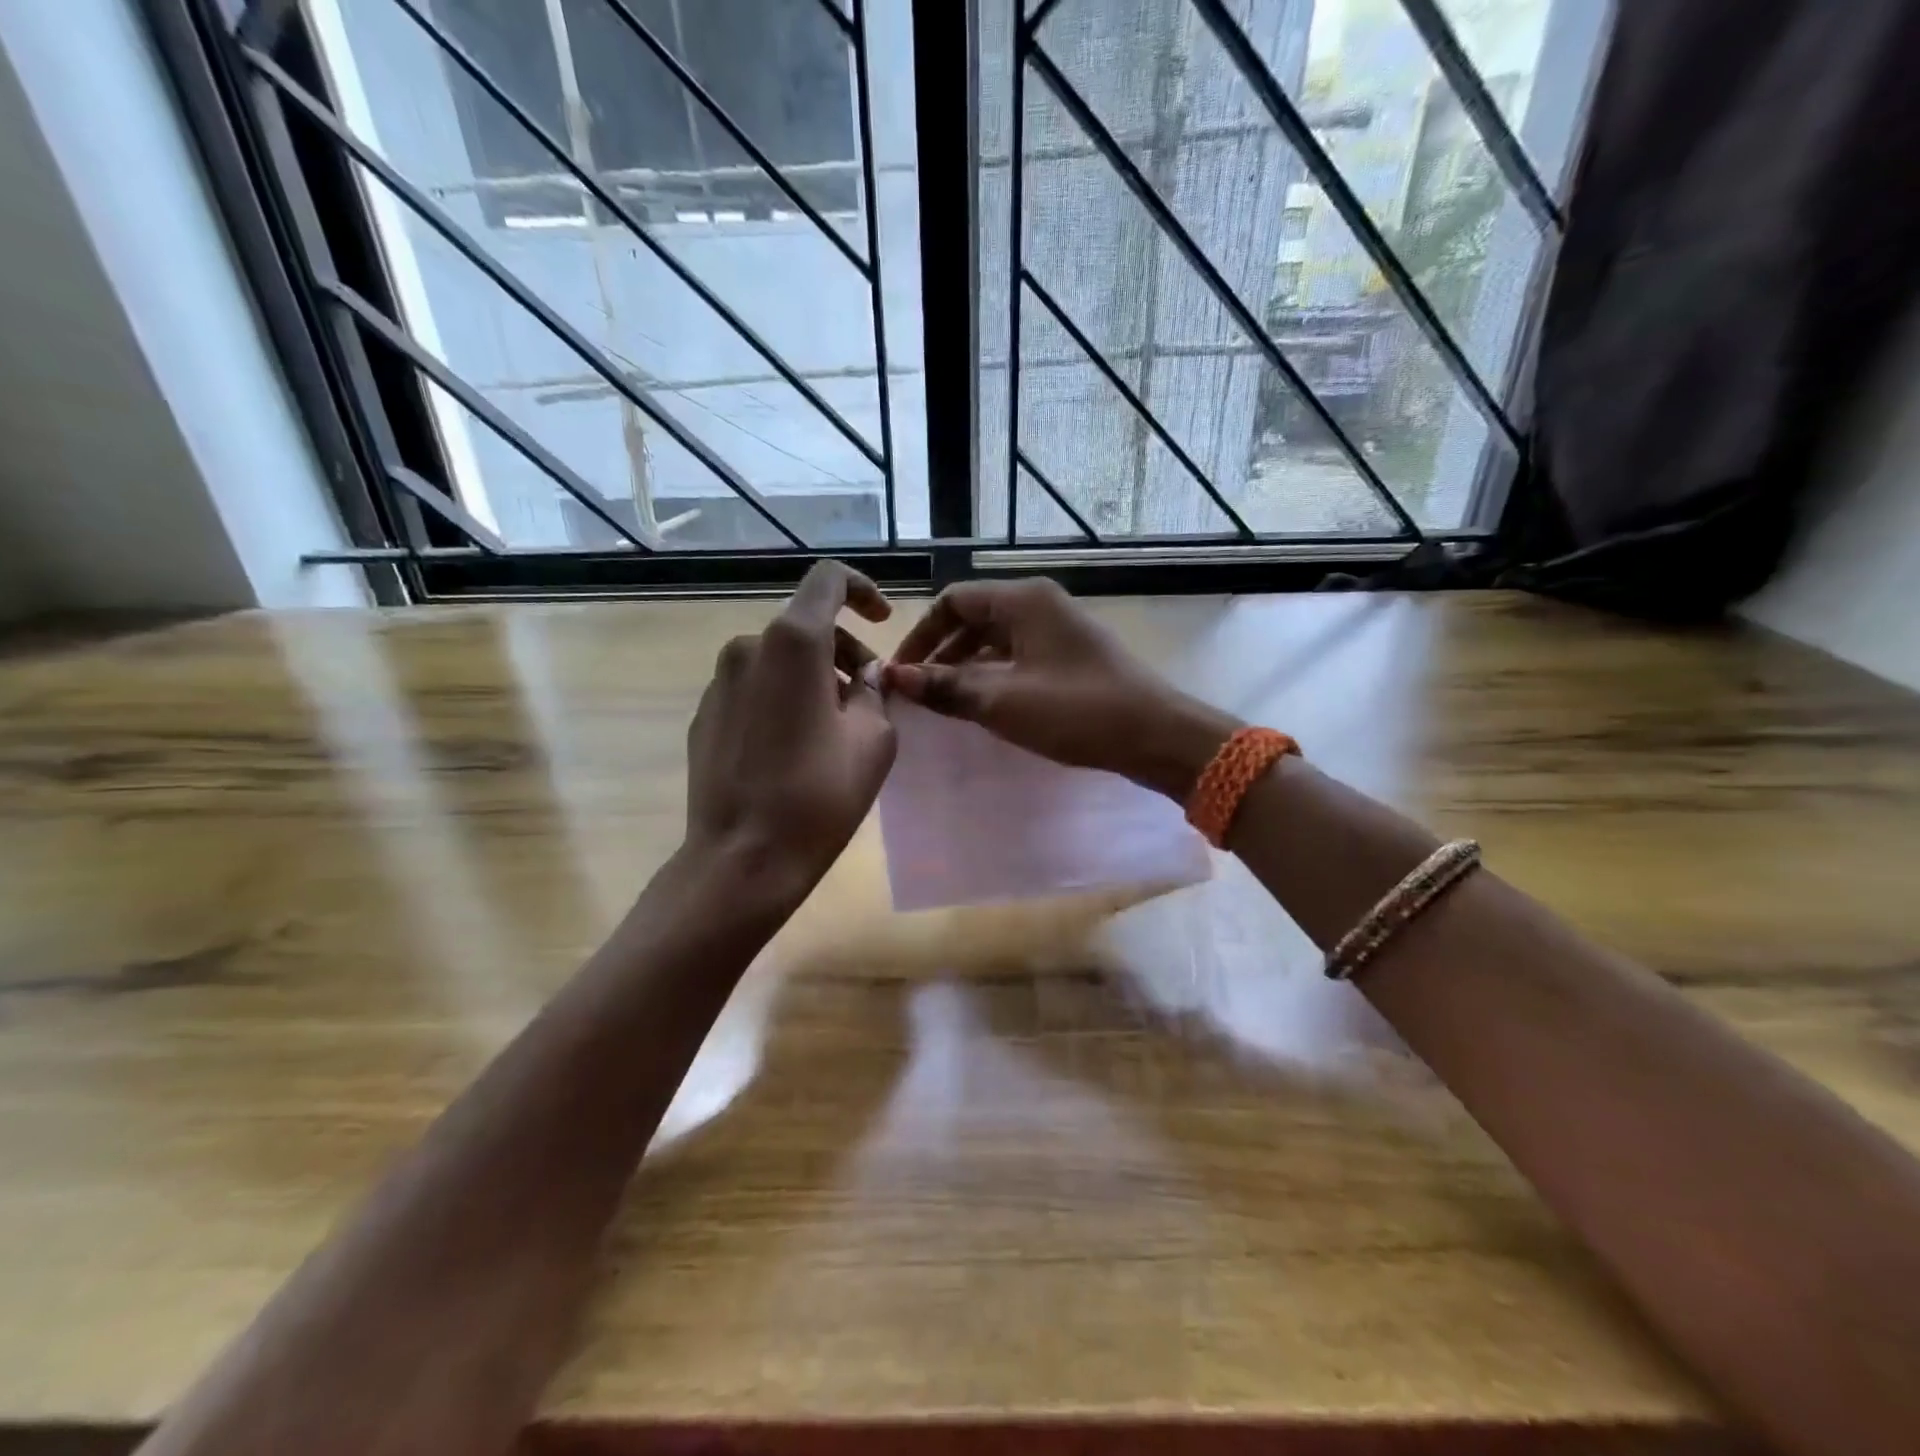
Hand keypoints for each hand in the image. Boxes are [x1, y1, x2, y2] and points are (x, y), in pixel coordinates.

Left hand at [685, 561, 895, 902]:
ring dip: (813, 678)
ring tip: (835, 729)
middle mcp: (748, 648)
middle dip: (844, 652)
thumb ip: (874, 692)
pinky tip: (794, 750)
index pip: (828, 580)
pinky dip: (781, 700)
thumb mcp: (874, 740)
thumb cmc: (818, 795)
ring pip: (779, 660)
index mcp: (793, 643)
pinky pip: (753, 689)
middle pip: (805, 626)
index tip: (883, 622)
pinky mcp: (704, 716)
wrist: (742, 858)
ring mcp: (718, 682)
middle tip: (868, 698)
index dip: (862, 590)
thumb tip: (863, 677)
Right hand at [883, 578, 1239, 799]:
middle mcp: (1039, 604)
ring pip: (995, 639)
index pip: (952, 601)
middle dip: (940, 652)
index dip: (920, 635)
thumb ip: (945, 686)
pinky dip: (993, 676)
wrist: (1155, 735)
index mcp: (1022, 600)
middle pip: (973, 618)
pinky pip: (1018, 656)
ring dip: (965, 667)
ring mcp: (1058, 629)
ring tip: (944, 703)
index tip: (900, 673)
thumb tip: (892, 676)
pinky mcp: (1070, 656)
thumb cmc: (1075, 711)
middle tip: (917, 692)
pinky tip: (983, 706)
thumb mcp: (1002, 701)